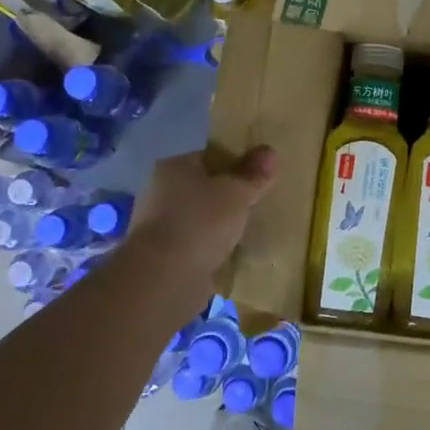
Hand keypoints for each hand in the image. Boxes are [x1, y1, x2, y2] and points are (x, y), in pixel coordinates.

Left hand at [127, 147, 277, 283]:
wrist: (164, 279)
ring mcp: (159, 226)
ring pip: (200, 219)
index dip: (236, 166)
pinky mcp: (163, 256)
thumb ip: (254, 174)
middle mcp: (161, 192)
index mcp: (174, 167)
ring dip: (220, 226)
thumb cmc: (201, 223)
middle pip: (204, 189)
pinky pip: (196, 245)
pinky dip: (211, 249)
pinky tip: (232, 255)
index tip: (258, 179)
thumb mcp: (237, 193)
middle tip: (258, 205)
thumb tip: (269, 151)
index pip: (210, 158)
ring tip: (249, 232)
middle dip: (228, 198)